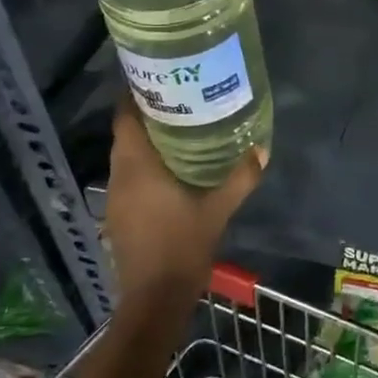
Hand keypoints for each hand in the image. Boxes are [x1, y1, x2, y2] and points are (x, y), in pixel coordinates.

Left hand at [102, 90, 263, 300]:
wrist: (155, 298)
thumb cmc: (183, 246)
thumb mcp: (218, 210)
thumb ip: (240, 177)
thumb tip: (262, 148)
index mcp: (137, 167)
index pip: (125, 118)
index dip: (136, 95)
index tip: (159, 79)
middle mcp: (119, 177)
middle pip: (125, 134)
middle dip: (147, 115)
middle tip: (180, 100)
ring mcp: (115, 198)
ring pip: (125, 156)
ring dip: (145, 141)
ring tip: (179, 128)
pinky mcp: (119, 215)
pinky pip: (128, 177)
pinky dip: (144, 165)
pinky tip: (171, 168)